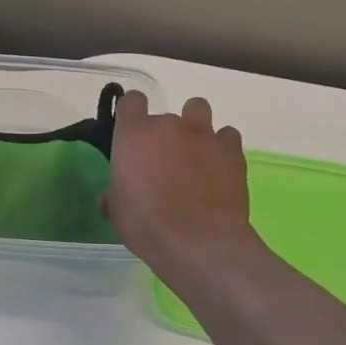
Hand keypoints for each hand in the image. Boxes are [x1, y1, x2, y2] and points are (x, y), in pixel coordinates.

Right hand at [104, 92, 257, 282]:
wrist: (199, 242)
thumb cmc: (147, 226)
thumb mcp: (117, 212)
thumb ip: (114, 193)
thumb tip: (113, 194)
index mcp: (134, 135)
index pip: (131, 101)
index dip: (132, 113)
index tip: (132, 132)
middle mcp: (168, 125)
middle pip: (165, 115)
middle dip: (164, 134)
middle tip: (164, 162)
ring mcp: (204, 135)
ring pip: (198, 110)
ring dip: (195, 127)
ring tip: (194, 154)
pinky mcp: (232, 150)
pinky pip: (227, 135)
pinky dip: (221, 147)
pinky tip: (218, 167)